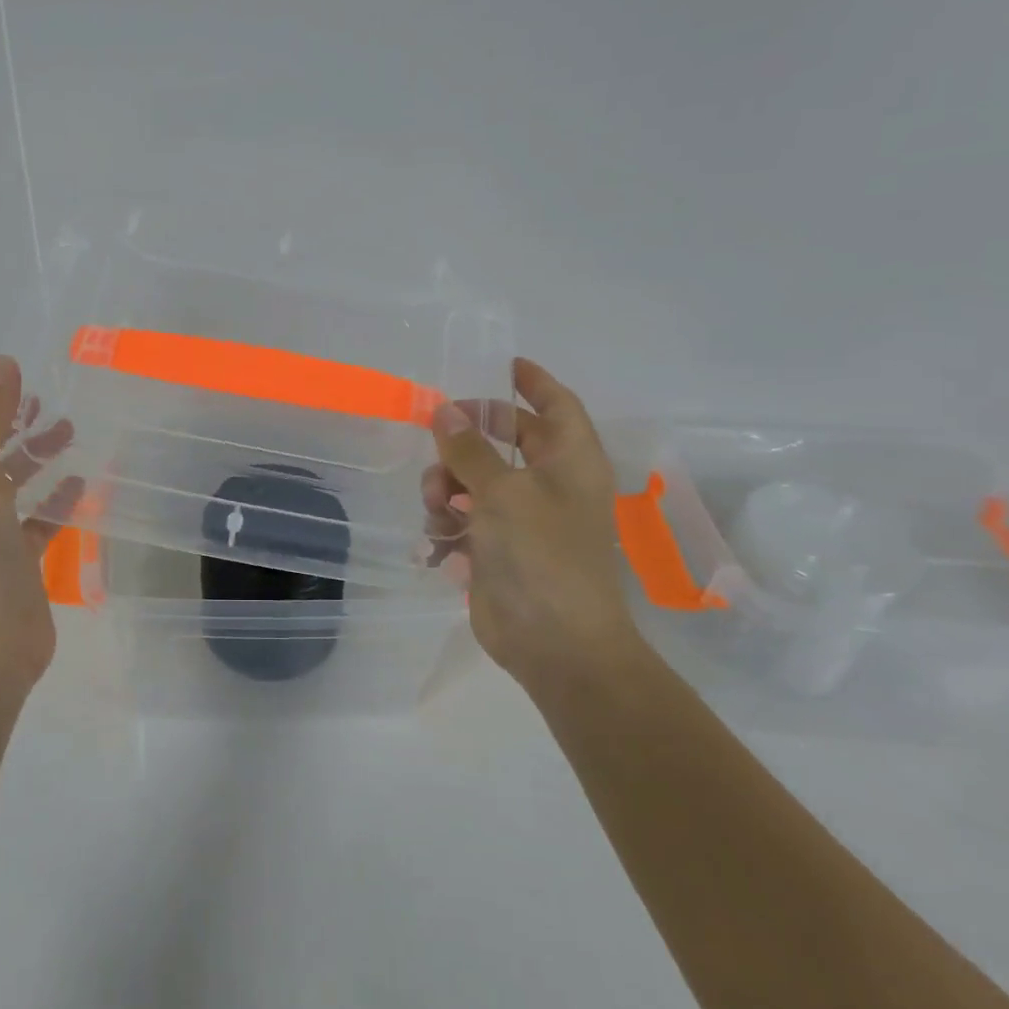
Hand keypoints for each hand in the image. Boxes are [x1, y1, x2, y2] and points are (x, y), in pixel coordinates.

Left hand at [0, 355, 81, 691]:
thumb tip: (1, 364)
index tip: (4, 385)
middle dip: (5, 424)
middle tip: (43, 405)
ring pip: (9, 485)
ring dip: (34, 457)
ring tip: (69, 434)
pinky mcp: (17, 564)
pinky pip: (37, 522)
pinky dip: (56, 501)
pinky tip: (82, 487)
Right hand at [422, 357, 638, 678]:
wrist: (554, 645)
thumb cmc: (542, 556)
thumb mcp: (502, 492)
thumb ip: (470, 449)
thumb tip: (444, 410)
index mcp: (571, 461)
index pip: (557, 405)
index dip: (533, 382)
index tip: (503, 364)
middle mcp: (551, 483)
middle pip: (507, 439)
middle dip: (469, 437)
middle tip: (437, 431)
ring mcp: (524, 518)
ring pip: (475, 478)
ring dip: (448, 484)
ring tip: (438, 504)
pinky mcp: (498, 548)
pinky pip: (465, 516)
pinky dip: (448, 521)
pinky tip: (440, 539)